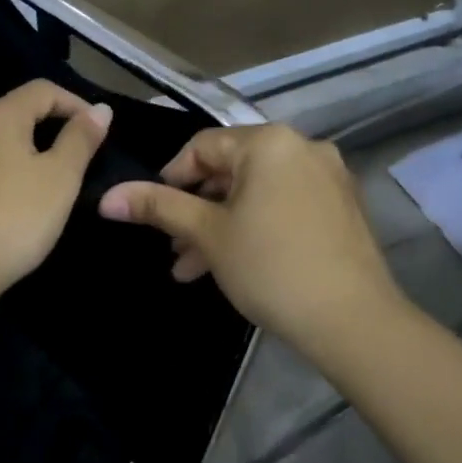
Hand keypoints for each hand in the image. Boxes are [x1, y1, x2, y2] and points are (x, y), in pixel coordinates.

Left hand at [0, 79, 112, 309]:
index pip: (42, 90)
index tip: (96, 130)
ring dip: (12, 154)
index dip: (74, 103)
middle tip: (68, 163)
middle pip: (10, 114)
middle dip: (42, 129)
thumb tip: (100, 109)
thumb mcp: (59, 180)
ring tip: (31, 186)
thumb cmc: (10, 220)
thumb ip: (80, 140)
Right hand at [98, 125, 402, 356]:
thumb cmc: (271, 267)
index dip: (171, 178)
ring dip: (221, 225)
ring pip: (257, 193)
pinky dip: (256, 226)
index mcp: (270, 142)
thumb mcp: (208, 235)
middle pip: (232, 170)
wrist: (353, 320)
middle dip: (196, 210)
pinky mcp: (342, 207)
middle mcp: (303, 148)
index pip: (203, 147)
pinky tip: (235, 264)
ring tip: (193, 267)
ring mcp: (328, 177)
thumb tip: (108, 198)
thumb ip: (158, 208)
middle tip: (172, 247)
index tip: (152, 213)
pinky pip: (285, 205)